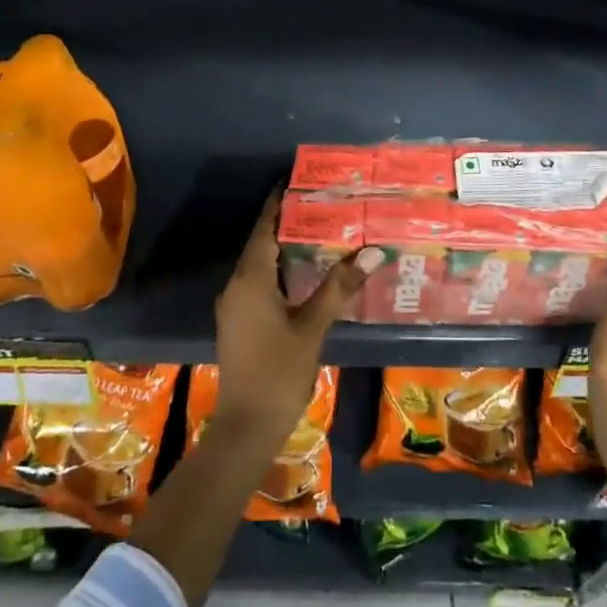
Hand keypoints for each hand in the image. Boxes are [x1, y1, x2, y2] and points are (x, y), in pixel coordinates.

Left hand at [212, 193, 381, 440]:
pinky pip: (259, 284)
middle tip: (324, 206)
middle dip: (289, 224)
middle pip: (262, 244)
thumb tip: (371, 252)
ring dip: (286, 249)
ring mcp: (235, 306)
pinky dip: (281, 272)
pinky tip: (307, 275)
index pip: (263, 229)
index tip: (298, 181)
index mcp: (250, 280)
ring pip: (261, 266)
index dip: (279, 205)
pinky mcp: (239, 322)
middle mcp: (236, 286)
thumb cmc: (279, 372)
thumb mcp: (312, 328)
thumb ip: (338, 288)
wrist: (246, 425)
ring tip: (321, 233)